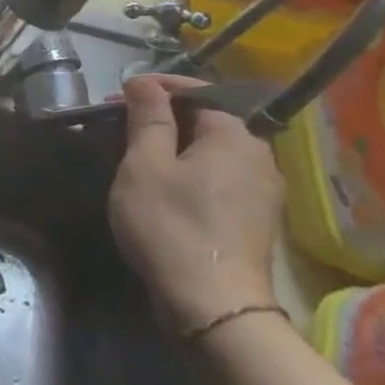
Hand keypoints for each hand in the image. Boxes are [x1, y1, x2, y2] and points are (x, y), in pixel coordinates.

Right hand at [108, 74, 284, 333]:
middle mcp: (259, 156)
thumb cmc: (171, 224)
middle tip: (122, 123)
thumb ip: (148, 118)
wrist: (213, 303)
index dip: (159, 87)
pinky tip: (166, 185)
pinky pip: (222, 176)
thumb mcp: (145, 165)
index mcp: (235, 136)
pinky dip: (192, 169)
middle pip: (210, 120)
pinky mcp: (258, 218)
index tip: (120, 94)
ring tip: (139, 153)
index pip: (200, 92)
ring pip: (215, 150)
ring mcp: (264, 190)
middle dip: (166, 116)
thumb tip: (145, 82)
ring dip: (178, 144)